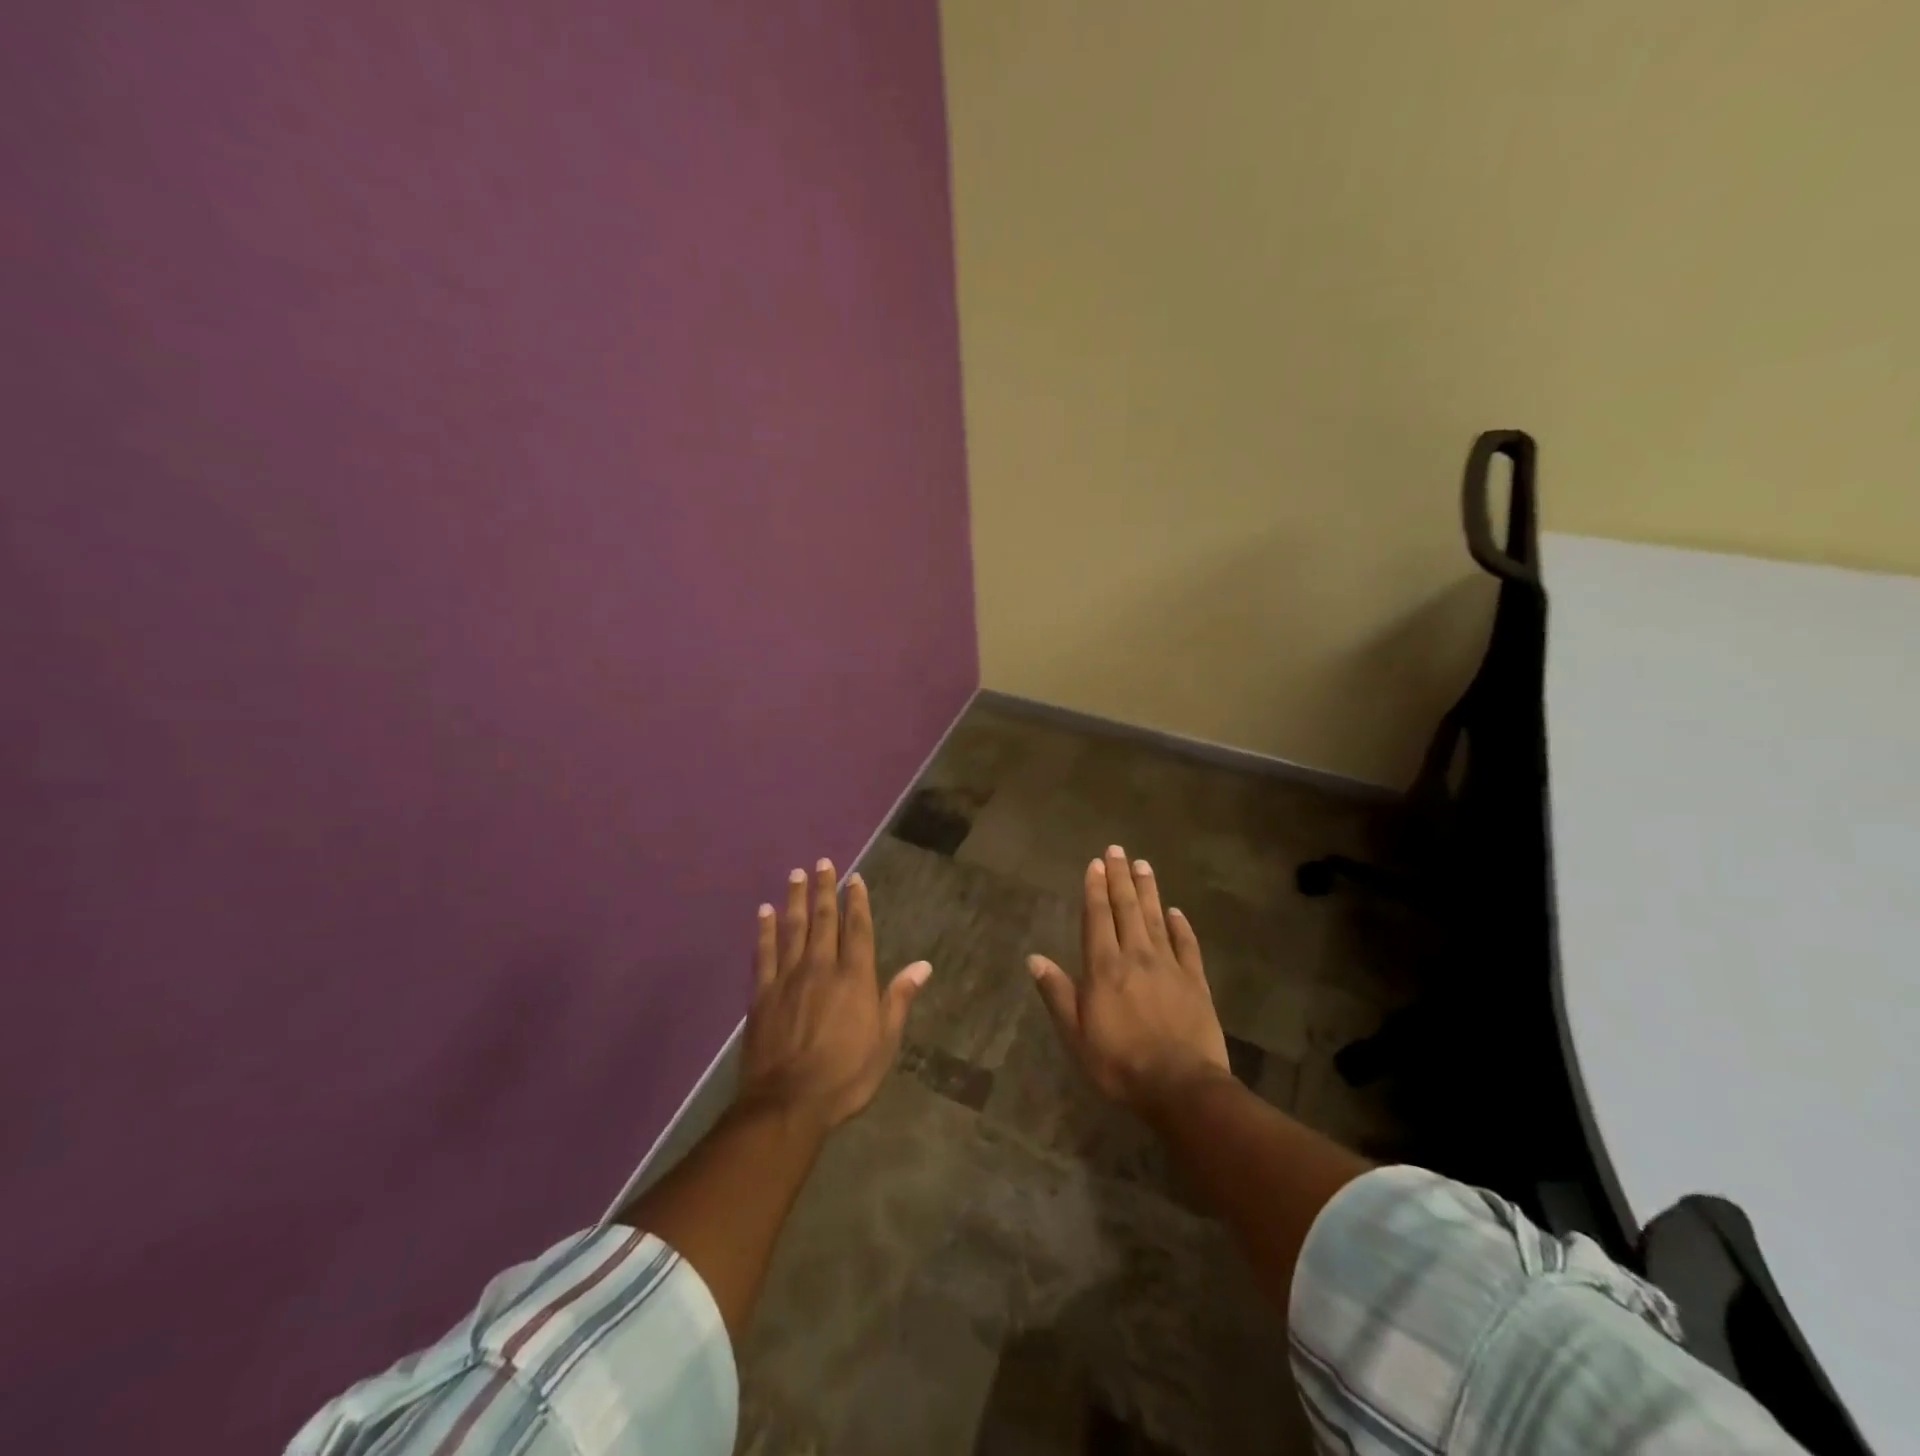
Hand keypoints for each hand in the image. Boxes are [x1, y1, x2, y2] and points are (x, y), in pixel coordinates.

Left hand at [738, 858, 930, 1129]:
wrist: (788, 1103)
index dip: (857, 901)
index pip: (858, 929)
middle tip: (822, 863)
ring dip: (795, 899)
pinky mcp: (762, 994)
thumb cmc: (845, 1076)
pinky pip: (764, 953)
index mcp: (854, 978)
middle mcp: (821, 967)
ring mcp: (788, 978)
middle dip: (825, 890)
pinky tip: (764, 912)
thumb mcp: (884, 1042)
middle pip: (824, 920)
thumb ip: (899, 999)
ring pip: (793, 928)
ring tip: (796, 875)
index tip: (854, 878)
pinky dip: (764, 930)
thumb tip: (923, 965)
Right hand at [1027, 844, 1230, 1113]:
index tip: (1095, 863)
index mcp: (1104, 967)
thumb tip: (1034, 958)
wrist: (1180, 1086)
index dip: (1095, 888)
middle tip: (1117, 849)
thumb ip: (1057, 992)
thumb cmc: (1118, 1063)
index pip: (1097, 917)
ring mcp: (1169, 966)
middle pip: (1126, 909)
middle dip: (1120, 877)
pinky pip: (1187, 945)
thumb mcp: (1075, 1033)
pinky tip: (1175, 911)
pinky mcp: (1195, 982)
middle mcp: (1136, 956)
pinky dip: (1181, 925)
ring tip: (1143, 865)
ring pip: (1155, 918)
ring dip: (1148, 890)